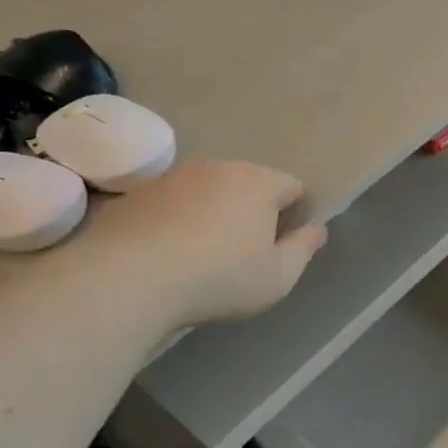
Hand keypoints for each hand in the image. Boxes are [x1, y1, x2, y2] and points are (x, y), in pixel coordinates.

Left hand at [81, 161, 327, 326]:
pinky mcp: (138, 193)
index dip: (295, 214)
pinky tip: (170, 253)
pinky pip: (173, 203)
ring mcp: (174, 177)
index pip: (293, 186)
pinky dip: (179, 220)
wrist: (130, 279)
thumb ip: (303, 250)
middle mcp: (218, 168)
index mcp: (258, 183)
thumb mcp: (277, 277)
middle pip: (250, 184)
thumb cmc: (219, 279)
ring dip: (214, 214)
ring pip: (209, 191)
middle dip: (254, 211)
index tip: (282, 246)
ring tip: (204, 254)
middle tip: (246, 253)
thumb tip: (317, 230)